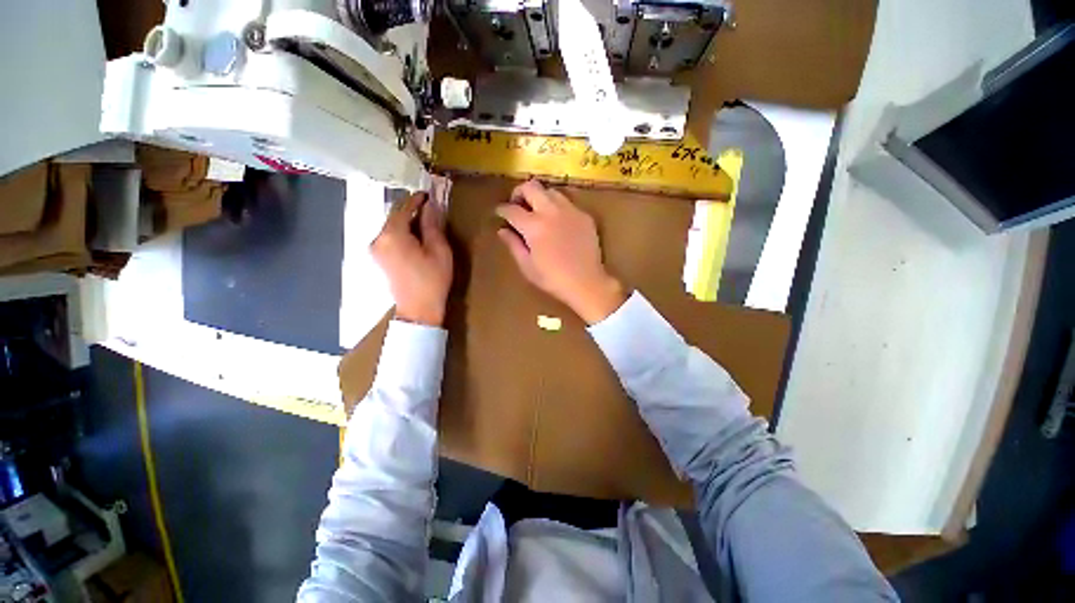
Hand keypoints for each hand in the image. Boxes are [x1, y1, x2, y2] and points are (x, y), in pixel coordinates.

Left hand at [371, 192, 452, 326]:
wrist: (418, 310)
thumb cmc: (433, 280)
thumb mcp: (439, 250)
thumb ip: (432, 225)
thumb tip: (431, 206)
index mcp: (392, 234)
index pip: (404, 208)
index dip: (417, 200)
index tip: (428, 194)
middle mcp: (378, 238)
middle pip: (394, 216)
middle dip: (411, 210)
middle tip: (430, 207)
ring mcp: (375, 249)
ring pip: (391, 226)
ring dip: (406, 222)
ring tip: (424, 222)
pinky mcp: (378, 258)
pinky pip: (389, 237)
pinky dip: (401, 232)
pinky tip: (414, 237)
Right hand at [496, 180, 626, 323]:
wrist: (586, 283)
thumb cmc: (552, 279)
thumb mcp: (527, 266)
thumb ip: (513, 245)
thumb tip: (502, 230)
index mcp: (534, 226)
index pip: (511, 209)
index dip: (502, 210)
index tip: (499, 213)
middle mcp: (551, 211)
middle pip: (531, 187)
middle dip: (519, 192)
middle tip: (517, 205)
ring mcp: (570, 211)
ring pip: (550, 191)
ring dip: (539, 197)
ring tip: (538, 211)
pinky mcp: (584, 216)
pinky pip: (567, 202)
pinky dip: (557, 207)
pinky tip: (557, 221)